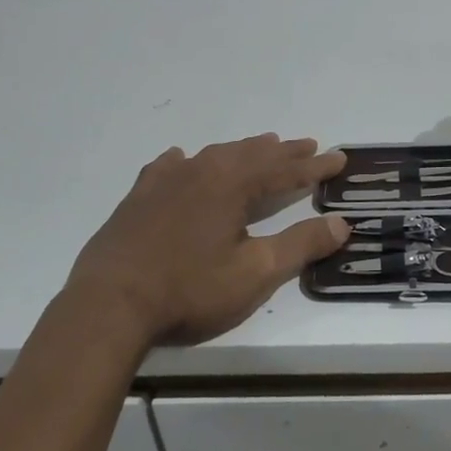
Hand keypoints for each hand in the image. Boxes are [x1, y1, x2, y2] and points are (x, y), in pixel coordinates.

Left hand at [67, 135, 348, 343]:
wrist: (109, 305)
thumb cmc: (190, 290)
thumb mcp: (256, 273)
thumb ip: (300, 244)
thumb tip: (341, 223)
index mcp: (232, 185)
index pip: (285, 170)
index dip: (314, 166)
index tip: (339, 158)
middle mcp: (201, 172)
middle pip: (251, 155)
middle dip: (283, 152)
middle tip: (307, 146)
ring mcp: (165, 182)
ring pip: (213, 155)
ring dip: (243, 151)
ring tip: (261, 146)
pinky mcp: (138, 198)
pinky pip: (169, 167)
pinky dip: (188, 161)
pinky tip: (183, 160)